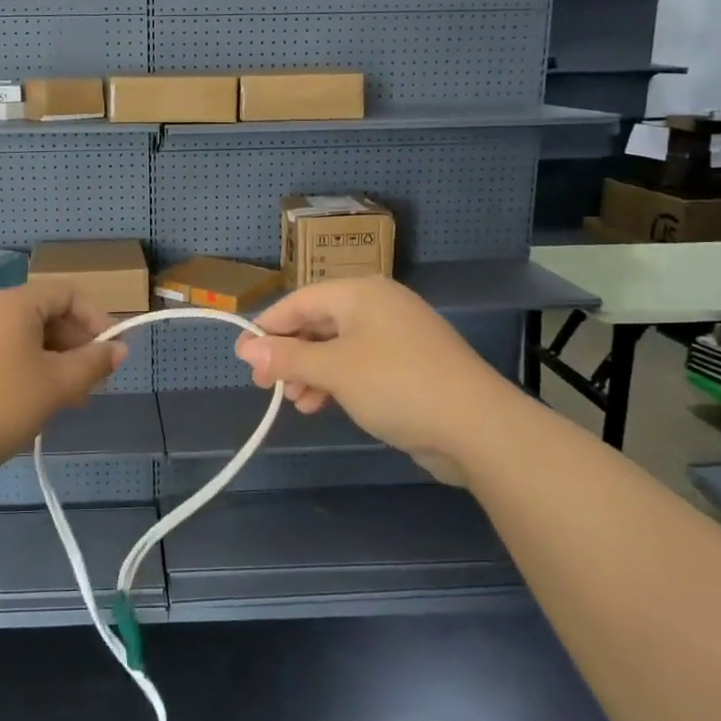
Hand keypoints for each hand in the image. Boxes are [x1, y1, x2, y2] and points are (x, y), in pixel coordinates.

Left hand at [0, 282, 127, 483]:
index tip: (112, 353)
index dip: (97, 319)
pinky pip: (8, 353)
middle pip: (49, 314)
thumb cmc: (1, 405)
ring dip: (57, 362)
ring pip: (29, 338)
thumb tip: (120, 349)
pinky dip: (31, 370)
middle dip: (77, 346)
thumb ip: (93, 362)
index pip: (68, 293)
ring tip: (70, 400)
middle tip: (93, 384)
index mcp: (15, 303)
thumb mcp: (57, 384)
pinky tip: (38, 403)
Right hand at [233, 277, 516, 474]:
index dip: (268, 327)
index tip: (244, 356)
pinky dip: (336, 382)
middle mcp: (378, 306)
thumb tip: (244, 349)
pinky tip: (321, 405)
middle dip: (290, 354)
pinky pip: (358, 365)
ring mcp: (396, 337)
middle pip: (318, 323)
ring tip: (294, 401)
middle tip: (265, 385)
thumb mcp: (334, 370)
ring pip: (337, 347)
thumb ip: (287, 358)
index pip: (300, 300)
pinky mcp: (408, 366)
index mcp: (361, 293)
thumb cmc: (396, 384)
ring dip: (310, 372)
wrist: (477, 427)